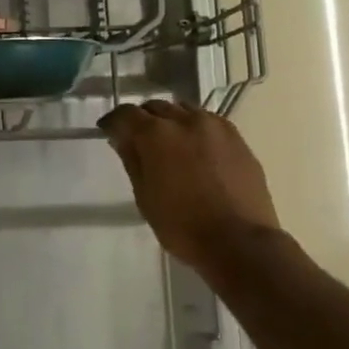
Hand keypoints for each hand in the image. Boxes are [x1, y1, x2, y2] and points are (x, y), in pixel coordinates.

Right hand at [99, 100, 279, 269]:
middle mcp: (185, 120)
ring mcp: (215, 127)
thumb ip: (132, 160)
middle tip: (138, 139)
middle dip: (143, 119)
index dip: (113, 121)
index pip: (126, 114)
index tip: (108, 131)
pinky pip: (209, 122)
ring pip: (184, 110)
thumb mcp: (144, 196)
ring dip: (171, 120)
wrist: (239, 242)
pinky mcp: (237, 139)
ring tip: (169, 142)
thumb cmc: (182, 225)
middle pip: (156, 107)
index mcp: (156, 134)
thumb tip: (122, 138)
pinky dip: (195, 129)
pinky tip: (196, 149)